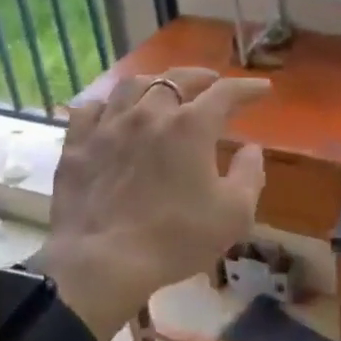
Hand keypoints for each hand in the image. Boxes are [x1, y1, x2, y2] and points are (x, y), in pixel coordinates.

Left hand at [34, 67, 270, 340]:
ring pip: (132, 86)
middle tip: (211, 81)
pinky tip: (112, 113)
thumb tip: (252, 149)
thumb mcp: (233, 214)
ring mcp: (109, 126)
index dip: (247, 88)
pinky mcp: (78, 145)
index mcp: (191, 126)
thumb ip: (249, 175)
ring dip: (154, 82)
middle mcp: (150, 113)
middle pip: (177, 79)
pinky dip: (107, 106)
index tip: (262, 89)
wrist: (100, 263)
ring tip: (162, 88)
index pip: (226, 93)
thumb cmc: (175, 239)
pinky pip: (90, 110)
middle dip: (200, 76)